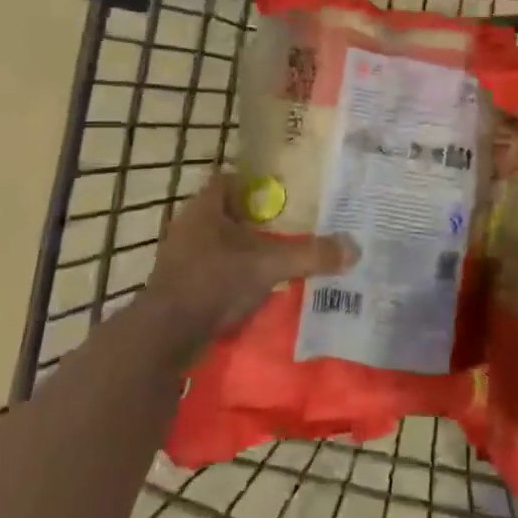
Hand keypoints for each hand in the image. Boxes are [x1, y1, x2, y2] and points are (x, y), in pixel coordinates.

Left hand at [144, 174, 356, 348]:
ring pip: (218, 243)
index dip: (254, 182)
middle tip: (290, 223)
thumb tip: (354, 248)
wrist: (164, 337)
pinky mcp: (179, 287)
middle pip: (226, 212)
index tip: (283, 191)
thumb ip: (310, 255)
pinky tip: (257, 287)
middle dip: (255, 218)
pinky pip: (212, 270)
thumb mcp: (269, 265)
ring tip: (278, 255)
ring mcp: (180, 258)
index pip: (228, 180)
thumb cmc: (213, 282)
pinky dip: (233, 274)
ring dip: (243, 249)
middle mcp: (189, 227)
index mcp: (204, 208)